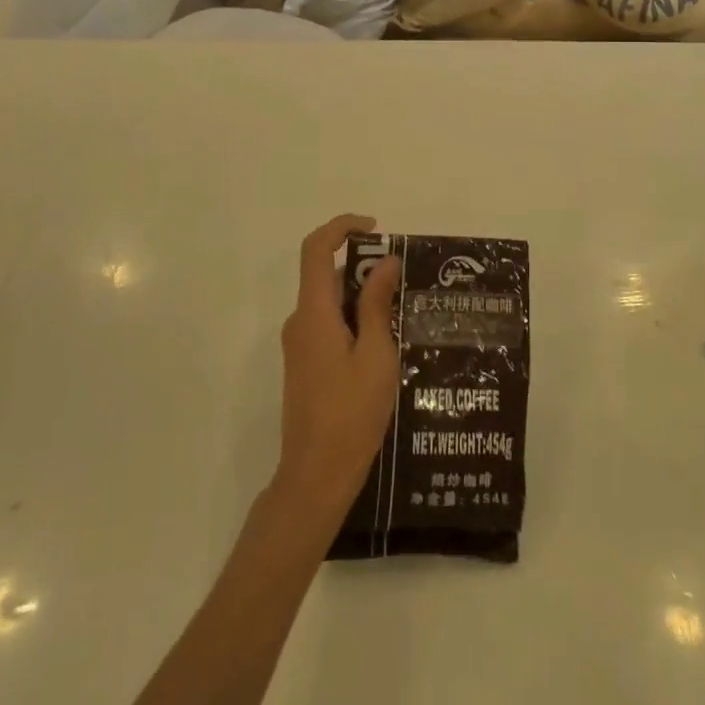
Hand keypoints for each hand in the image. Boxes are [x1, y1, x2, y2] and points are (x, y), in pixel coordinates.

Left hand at [271, 214, 402, 526]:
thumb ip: (378, 305)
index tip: (376, 228)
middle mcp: (300, 321)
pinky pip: (329, 325)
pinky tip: (386, 346)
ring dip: (364, 299)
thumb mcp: (376, 355)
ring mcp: (299, 345)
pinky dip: (355, 321)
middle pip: (328, 275)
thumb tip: (385, 262)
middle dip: (365, 269)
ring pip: (331, 302)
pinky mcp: (305, 365)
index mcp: (313, 313)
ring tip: (403, 317)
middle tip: (405, 284)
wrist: (316, 477)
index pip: (316, 249)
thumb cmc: (351, 414)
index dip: (342, 227)